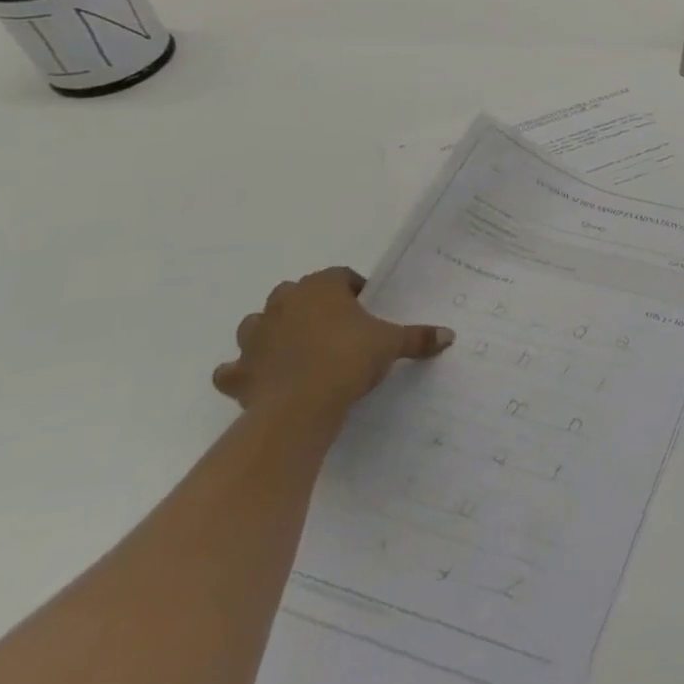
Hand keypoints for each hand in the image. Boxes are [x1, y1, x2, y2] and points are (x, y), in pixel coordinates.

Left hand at [212, 266, 453, 420]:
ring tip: (297, 350)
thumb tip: (450, 335)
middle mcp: (283, 304)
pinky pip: (233, 368)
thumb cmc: (349, 358)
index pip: (340, 276)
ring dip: (272, 332)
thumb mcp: (393, 344)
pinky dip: (244, 371)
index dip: (355, 290)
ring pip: (258, 324)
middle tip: (336, 328)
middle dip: (311, 306)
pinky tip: (261, 379)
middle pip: (295, 294)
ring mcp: (255, 338)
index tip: (368, 309)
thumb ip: (419, 337)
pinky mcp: (237, 372)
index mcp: (320, 288)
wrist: (300, 406)